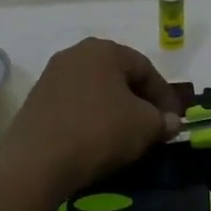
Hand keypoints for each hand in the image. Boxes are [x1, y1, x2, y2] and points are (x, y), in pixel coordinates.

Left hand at [0, 38, 181, 198]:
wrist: (35, 161)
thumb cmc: (98, 131)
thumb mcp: (144, 126)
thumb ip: (163, 120)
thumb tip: (172, 122)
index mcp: (104, 49)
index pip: (146, 68)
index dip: (165, 96)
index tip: (174, 121)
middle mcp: (76, 54)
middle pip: (119, 76)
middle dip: (139, 100)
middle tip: (153, 125)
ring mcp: (52, 76)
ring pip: (96, 91)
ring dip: (115, 110)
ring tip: (127, 135)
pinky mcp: (36, 101)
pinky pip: (75, 105)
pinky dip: (92, 118)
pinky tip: (98, 140)